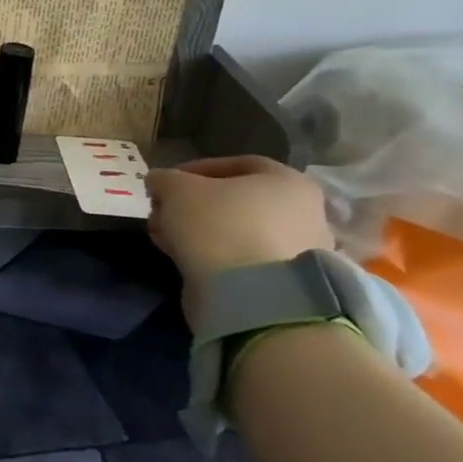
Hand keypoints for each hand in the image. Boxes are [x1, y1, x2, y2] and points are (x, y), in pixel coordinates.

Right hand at [146, 155, 334, 324]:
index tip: (167, 183)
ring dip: (196, 230)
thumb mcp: (176, 188)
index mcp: (288, 182)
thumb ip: (164, 179)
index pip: (236, 164)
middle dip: (191, 204)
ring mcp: (296, 252)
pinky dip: (211, 254)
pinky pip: (240, 258)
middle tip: (162, 211)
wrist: (252, 297)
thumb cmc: (220, 225)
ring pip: (234, 231)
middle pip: (234, 200)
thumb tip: (159, 182)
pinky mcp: (282, 284)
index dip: (194, 169)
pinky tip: (181, 257)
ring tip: (164, 236)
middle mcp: (302, 214)